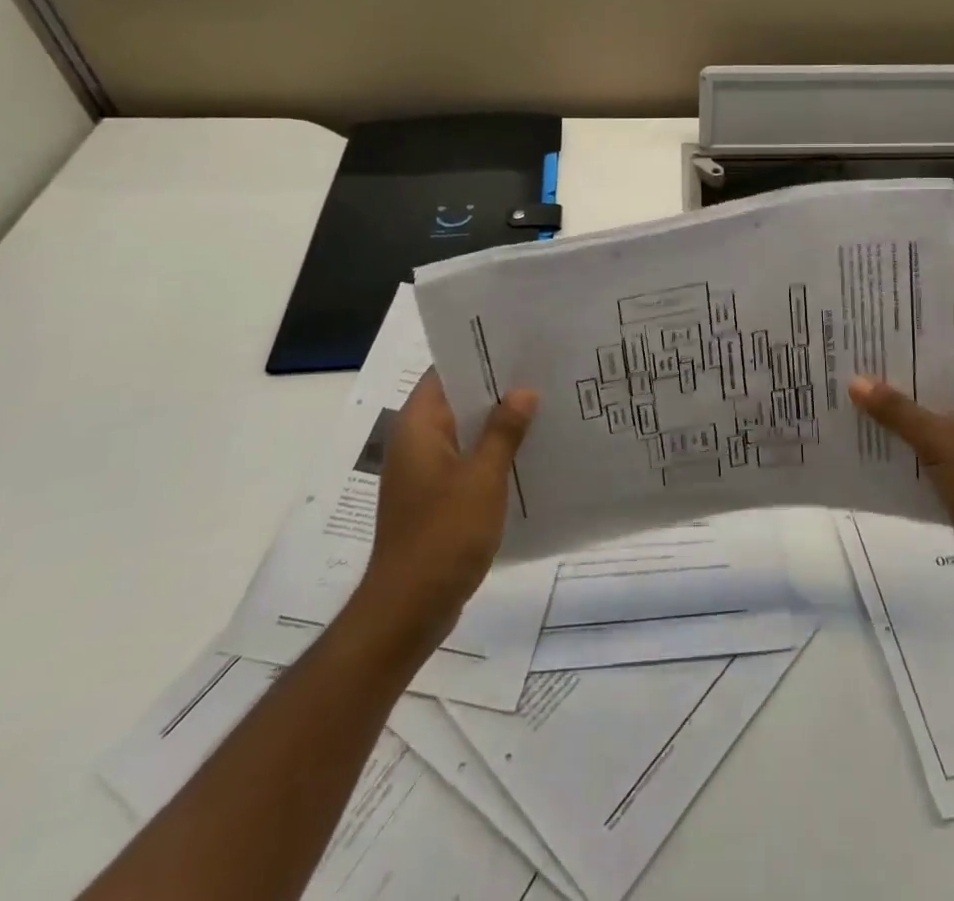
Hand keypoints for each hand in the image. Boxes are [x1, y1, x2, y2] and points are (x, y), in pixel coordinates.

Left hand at [358, 370, 535, 649]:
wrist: (408, 611)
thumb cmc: (443, 536)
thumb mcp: (482, 479)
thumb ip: (504, 431)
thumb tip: (523, 390)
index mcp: (418, 427)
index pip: (445, 372)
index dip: (479, 354)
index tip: (519, 342)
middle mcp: (416, 442)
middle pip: (458, 399)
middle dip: (498, 388)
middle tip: (543, 370)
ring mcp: (425, 472)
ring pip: (466, 431)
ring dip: (498, 422)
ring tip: (545, 405)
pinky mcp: (436, 498)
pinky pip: (467, 460)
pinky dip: (493, 453)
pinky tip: (529, 453)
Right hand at [849, 345, 953, 585]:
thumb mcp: (938, 440)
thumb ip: (896, 409)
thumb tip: (855, 381)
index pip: (943, 349)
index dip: (905, 345)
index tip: (865, 341)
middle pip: (935, 380)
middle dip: (895, 381)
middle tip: (849, 369)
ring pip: (932, 413)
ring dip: (899, 414)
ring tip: (851, 402)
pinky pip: (935, 441)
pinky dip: (909, 441)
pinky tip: (872, 441)